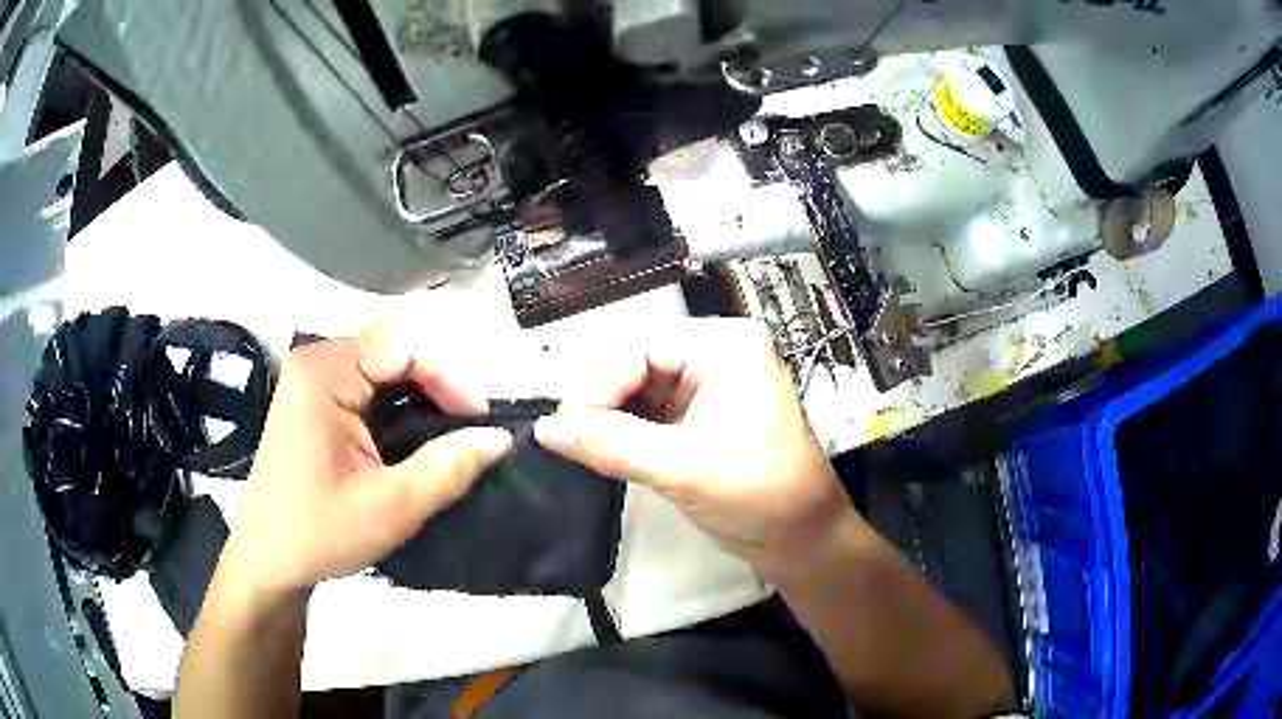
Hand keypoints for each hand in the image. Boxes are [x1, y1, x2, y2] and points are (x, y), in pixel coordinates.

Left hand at [224, 321, 513, 598]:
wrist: (269, 558)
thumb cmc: (321, 533)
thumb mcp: (392, 508)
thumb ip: (448, 469)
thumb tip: (500, 438)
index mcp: (324, 374)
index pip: (402, 345)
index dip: (447, 377)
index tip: (477, 421)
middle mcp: (314, 360)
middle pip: (391, 348)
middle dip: (435, 385)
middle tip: (464, 431)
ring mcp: (309, 377)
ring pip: (381, 364)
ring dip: (417, 396)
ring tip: (444, 437)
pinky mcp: (311, 396)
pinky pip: (364, 382)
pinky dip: (395, 404)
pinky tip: (409, 438)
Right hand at [534, 319, 860, 585]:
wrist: (803, 540)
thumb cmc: (759, 496)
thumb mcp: (684, 468)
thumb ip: (612, 444)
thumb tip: (545, 427)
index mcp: (725, 347)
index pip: (641, 347)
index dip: (596, 381)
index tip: (560, 422)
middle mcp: (716, 355)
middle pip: (636, 362)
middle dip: (596, 396)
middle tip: (556, 429)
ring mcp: (709, 386)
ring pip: (638, 389)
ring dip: (605, 413)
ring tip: (566, 437)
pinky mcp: (701, 417)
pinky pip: (649, 413)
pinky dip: (621, 429)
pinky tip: (592, 443)